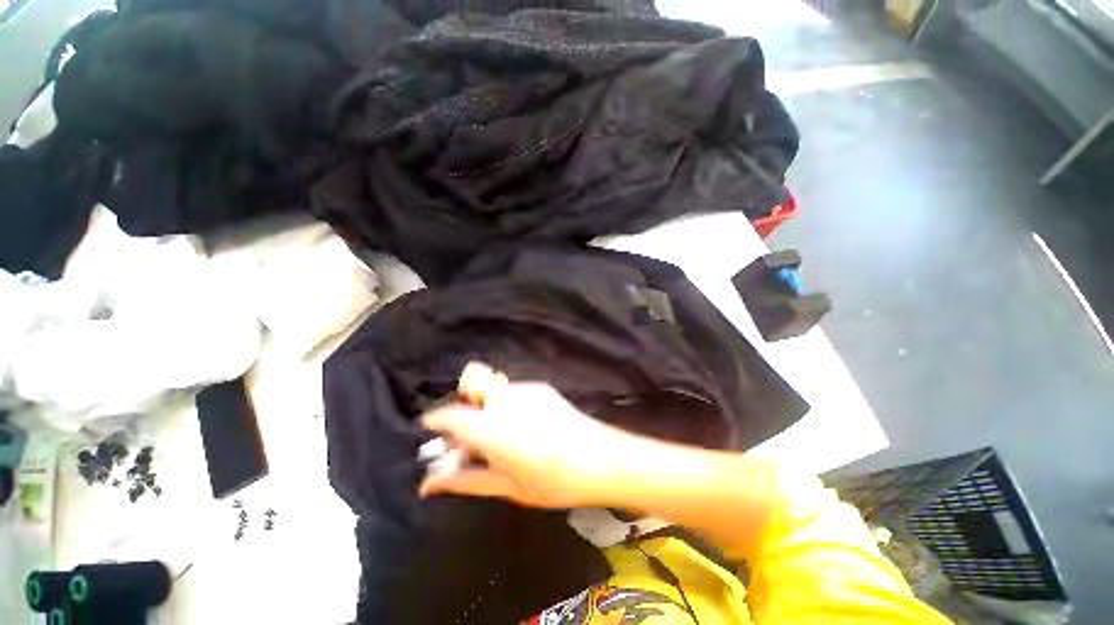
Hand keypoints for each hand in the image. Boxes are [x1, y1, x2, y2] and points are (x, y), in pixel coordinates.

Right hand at [418, 362, 630, 508]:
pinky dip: (506, 403)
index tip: (430, 427)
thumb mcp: (506, 486)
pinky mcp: (541, 387)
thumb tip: (429, 483)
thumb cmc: (553, 481)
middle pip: (472, 379)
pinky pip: (512, 390)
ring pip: (493, 386)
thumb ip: (465, 480)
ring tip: (500, 432)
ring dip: (486, 403)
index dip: (436, 419)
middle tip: (470, 429)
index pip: (452, 414)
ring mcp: (526, 388)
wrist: (601, 458)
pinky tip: (523, 425)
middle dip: (464, 398)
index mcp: (493, 426)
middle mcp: (506, 398)